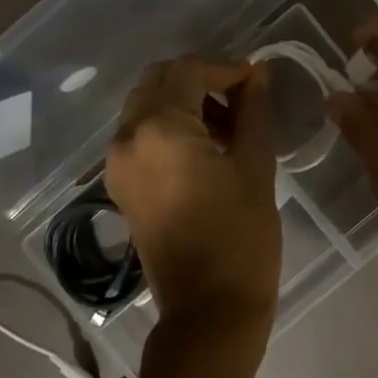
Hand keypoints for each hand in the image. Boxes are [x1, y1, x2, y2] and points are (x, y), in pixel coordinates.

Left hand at [106, 58, 281, 352]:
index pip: (190, 71)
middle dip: (201, 78)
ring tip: (230, 121)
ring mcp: (117, 162)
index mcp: (159, 128)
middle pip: (160, 80)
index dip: (227, 67)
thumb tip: (260, 74)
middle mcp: (127, 137)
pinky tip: (207, 143)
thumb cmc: (241, 237)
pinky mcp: (121, 184)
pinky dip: (170, 124)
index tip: (258, 78)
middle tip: (243, 96)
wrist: (209, 310)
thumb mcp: (255, 166)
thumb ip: (254, 111)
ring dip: (185, 99)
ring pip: (148, 104)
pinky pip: (142, 133)